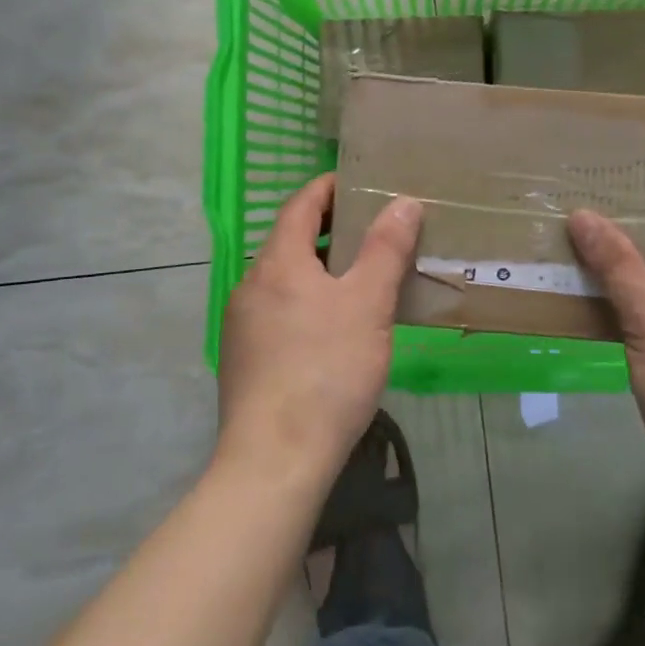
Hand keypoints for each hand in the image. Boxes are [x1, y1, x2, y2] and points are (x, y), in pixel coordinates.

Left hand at [215, 173, 422, 489]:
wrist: (274, 462)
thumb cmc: (327, 370)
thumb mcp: (368, 303)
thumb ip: (386, 248)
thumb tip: (403, 201)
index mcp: (278, 262)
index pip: (301, 204)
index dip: (329, 188)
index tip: (360, 183)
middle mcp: (251, 284)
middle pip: (290, 240)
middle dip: (330, 229)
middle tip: (373, 231)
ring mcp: (241, 324)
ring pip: (284, 279)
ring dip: (319, 269)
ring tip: (359, 279)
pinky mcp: (243, 360)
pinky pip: (278, 311)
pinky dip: (306, 301)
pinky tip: (332, 329)